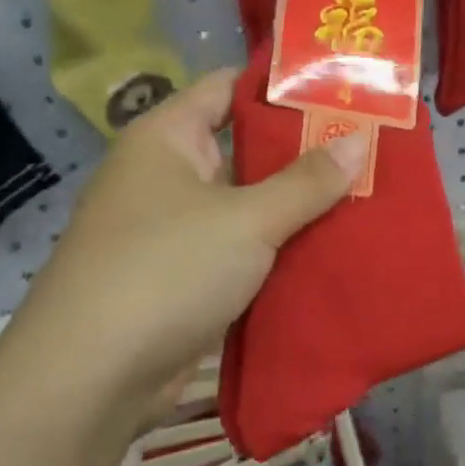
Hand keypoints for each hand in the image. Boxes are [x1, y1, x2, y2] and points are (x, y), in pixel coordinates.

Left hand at [0, 69, 368, 429]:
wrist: (92, 378)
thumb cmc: (166, 271)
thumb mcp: (247, 220)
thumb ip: (307, 181)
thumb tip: (360, 140)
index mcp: (168, 139)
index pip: (229, 88)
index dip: (284, 87)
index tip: (344, 89)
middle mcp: (168, 177)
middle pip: (247, 150)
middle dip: (306, 154)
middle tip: (372, 148)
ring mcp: (176, 231)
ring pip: (250, 207)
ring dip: (299, 208)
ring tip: (369, 196)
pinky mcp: (187, 280)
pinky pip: (244, 252)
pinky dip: (281, 252)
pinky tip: (334, 251)